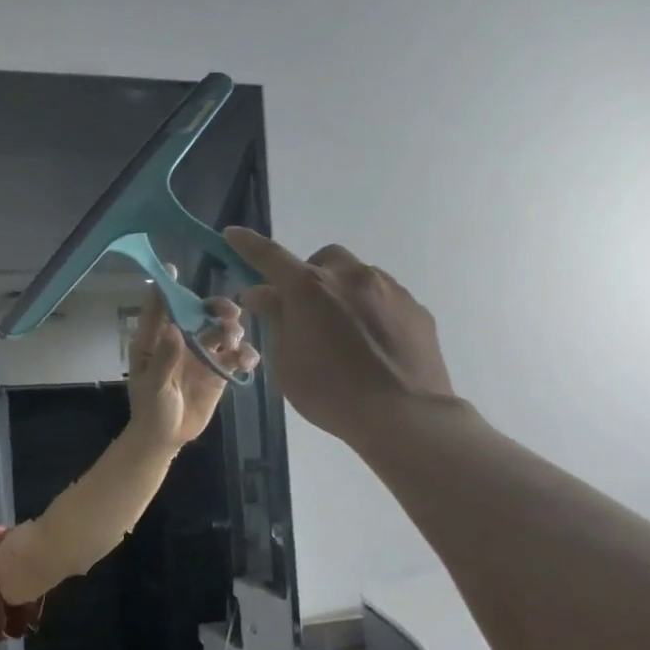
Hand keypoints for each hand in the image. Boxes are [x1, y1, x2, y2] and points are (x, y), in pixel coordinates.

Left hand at [126, 270, 260, 449]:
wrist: (166, 437)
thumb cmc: (150, 409)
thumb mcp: (152, 385)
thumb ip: (163, 358)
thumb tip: (174, 329)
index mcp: (156, 339)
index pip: (160, 307)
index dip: (167, 287)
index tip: (175, 268)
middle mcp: (181, 340)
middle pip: (200, 313)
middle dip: (216, 308)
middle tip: (229, 314)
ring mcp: (202, 355)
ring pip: (222, 331)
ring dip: (232, 329)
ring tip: (234, 341)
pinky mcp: (219, 372)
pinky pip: (236, 357)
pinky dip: (245, 355)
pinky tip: (247, 361)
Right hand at [225, 228, 454, 447]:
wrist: (404, 415)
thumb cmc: (330, 392)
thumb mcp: (285, 362)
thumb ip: (274, 320)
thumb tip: (261, 292)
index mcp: (309, 289)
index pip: (270, 257)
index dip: (248, 245)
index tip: (233, 234)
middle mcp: (350, 277)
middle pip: (323, 259)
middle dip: (309, 275)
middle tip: (303, 309)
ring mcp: (389, 289)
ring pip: (357, 277)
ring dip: (341, 292)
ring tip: (342, 333)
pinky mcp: (416, 308)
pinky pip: (384, 298)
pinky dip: (369, 310)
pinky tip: (371, 344)